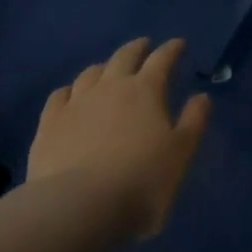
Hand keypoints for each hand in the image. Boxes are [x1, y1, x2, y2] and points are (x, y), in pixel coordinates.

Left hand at [28, 37, 210, 239]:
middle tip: (144, 45)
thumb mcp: (180, 154)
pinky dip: (70, 90)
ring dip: (104, 67)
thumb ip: (193, 122)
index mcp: (146, 90)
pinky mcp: (50, 123)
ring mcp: (77, 102)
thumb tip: (202, 96)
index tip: (178, 44)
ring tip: (108, 69)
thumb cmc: (140, 182)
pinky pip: (60, 96)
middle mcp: (110, 86)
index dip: (172, 49)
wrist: (77, 207)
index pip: (162, 59)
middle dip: (137, 48)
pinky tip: (70, 95)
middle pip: (124, 57)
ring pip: (91, 73)